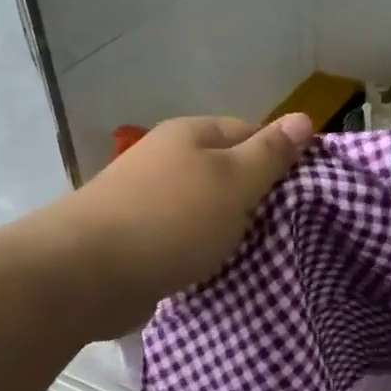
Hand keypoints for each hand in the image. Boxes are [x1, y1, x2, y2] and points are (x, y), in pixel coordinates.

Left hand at [58, 114, 314, 335]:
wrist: (86, 274)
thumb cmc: (172, 220)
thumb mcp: (234, 182)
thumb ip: (270, 153)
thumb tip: (304, 117)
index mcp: (191, 134)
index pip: (251, 132)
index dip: (279, 158)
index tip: (302, 193)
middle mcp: (167, 157)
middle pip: (227, 170)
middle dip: (254, 197)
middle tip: (284, 227)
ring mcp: (147, 196)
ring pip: (205, 206)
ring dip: (228, 227)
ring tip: (255, 252)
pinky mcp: (136, 235)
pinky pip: (183, 235)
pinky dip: (201, 249)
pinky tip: (215, 268)